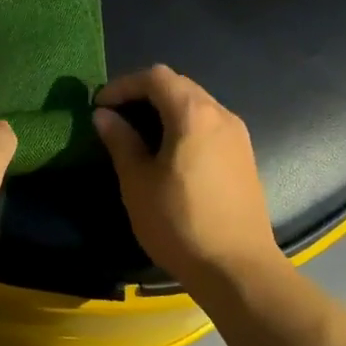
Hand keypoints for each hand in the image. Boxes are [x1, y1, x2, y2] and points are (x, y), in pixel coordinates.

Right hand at [92, 65, 282, 286]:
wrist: (238, 268)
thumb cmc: (180, 223)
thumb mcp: (138, 183)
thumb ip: (121, 141)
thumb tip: (104, 115)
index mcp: (193, 113)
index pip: (155, 77)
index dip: (124, 85)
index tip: (100, 105)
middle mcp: (220, 113)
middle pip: (179, 85)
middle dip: (144, 93)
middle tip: (117, 116)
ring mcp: (238, 134)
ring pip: (197, 103)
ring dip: (166, 108)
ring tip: (140, 133)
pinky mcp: (245, 155)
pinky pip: (210, 123)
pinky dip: (185, 124)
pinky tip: (170, 151)